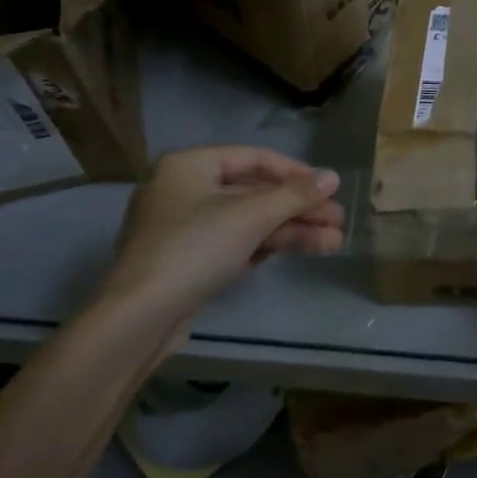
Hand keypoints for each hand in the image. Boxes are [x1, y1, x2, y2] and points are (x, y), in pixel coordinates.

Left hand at [101, 147, 343, 324]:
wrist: (139, 319)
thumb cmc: (194, 249)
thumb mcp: (251, 216)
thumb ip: (295, 195)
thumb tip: (334, 176)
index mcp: (190, 164)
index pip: (255, 158)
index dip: (296, 172)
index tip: (328, 188)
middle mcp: (184, 188)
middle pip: (254, 192)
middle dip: (298, 209)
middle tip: (337, 221)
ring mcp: (184, 226)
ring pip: (248, 220)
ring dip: (290, 230)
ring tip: (334, 243)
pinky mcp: (188, 259)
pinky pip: (235, 241)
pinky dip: (267, 245)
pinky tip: (301, 251)